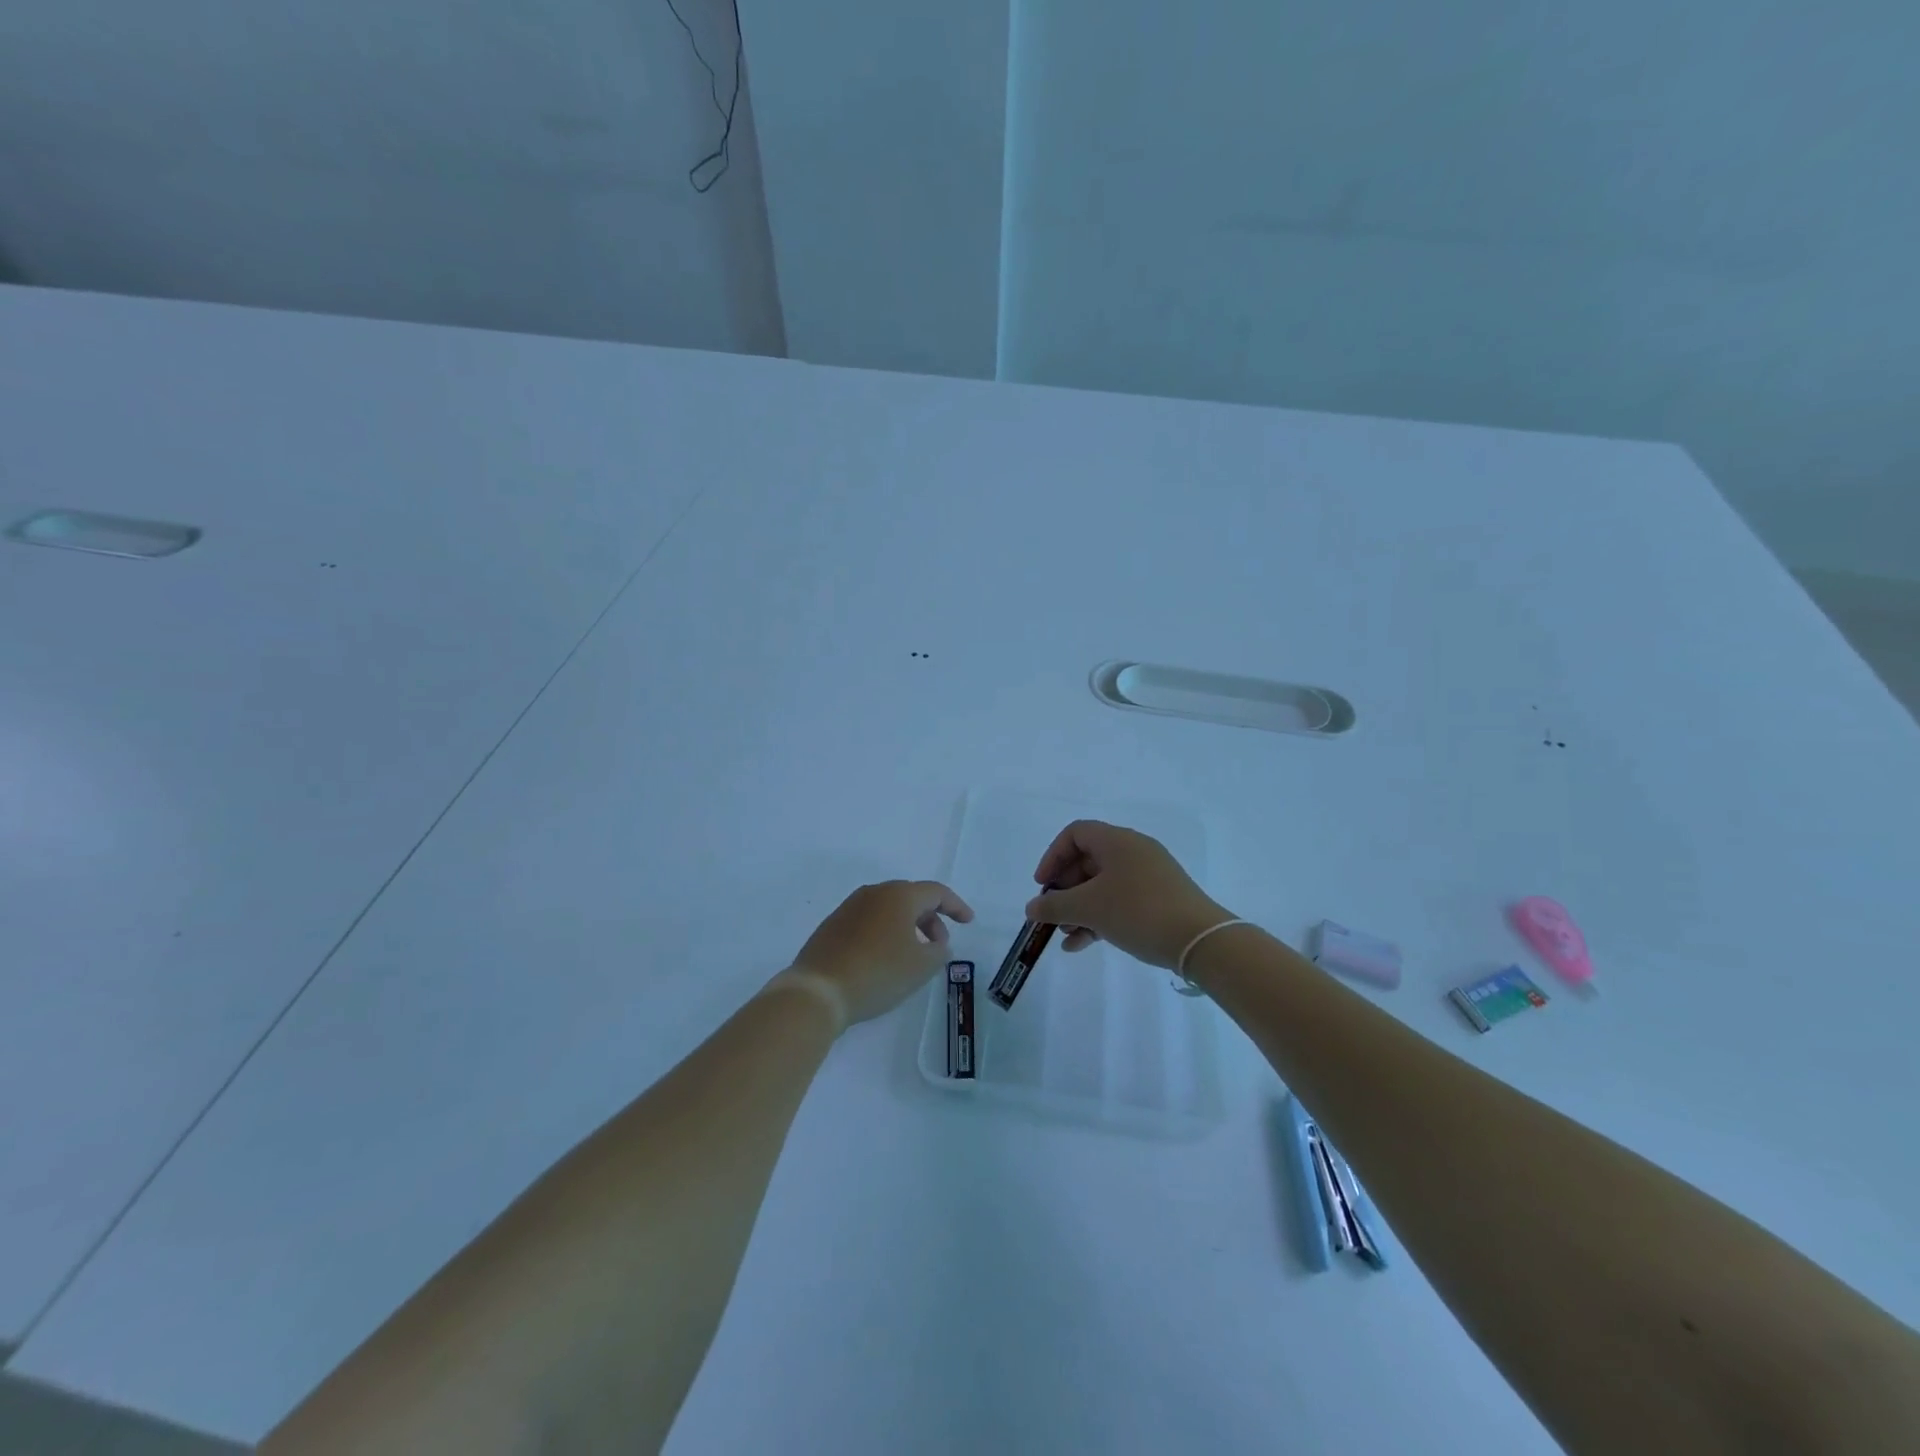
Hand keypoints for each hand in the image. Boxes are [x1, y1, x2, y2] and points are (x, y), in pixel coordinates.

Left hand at [792, 881, 974, 1024]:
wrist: (818, 990)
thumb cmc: (878, 973)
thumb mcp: (921, 967)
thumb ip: (939, 952)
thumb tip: (937, 944)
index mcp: (899, 896)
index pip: (936, 892)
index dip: (956, 906)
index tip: (968, 922)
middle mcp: (874, 893)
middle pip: (911, 897)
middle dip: (931, 918)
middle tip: (940, 945)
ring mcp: (849, 907)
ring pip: (888, 909)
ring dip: (907, 926)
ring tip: (913, 954)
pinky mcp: (833, 925)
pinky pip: (869, 921)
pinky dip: (885, 932)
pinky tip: (885, 958)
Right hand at [1024, 821, 1230, 968]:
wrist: (1200, 941)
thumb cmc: (1138, 912)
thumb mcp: (1089, 908)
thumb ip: (1054, 906)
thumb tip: (1032, 908)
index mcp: (1117, 841)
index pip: (1075, 833)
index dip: (1053, 857)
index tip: (1043, 886)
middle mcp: (1134, 851)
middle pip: (1087, 861)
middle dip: (1065, 889)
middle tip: (1052, 914)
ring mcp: (1149, 876)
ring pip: (1103, 885)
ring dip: (1079, 908)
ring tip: (1065, 935)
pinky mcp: (1160, 899)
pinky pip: (1120, 901)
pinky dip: (1099, 918)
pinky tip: (1082, 945)